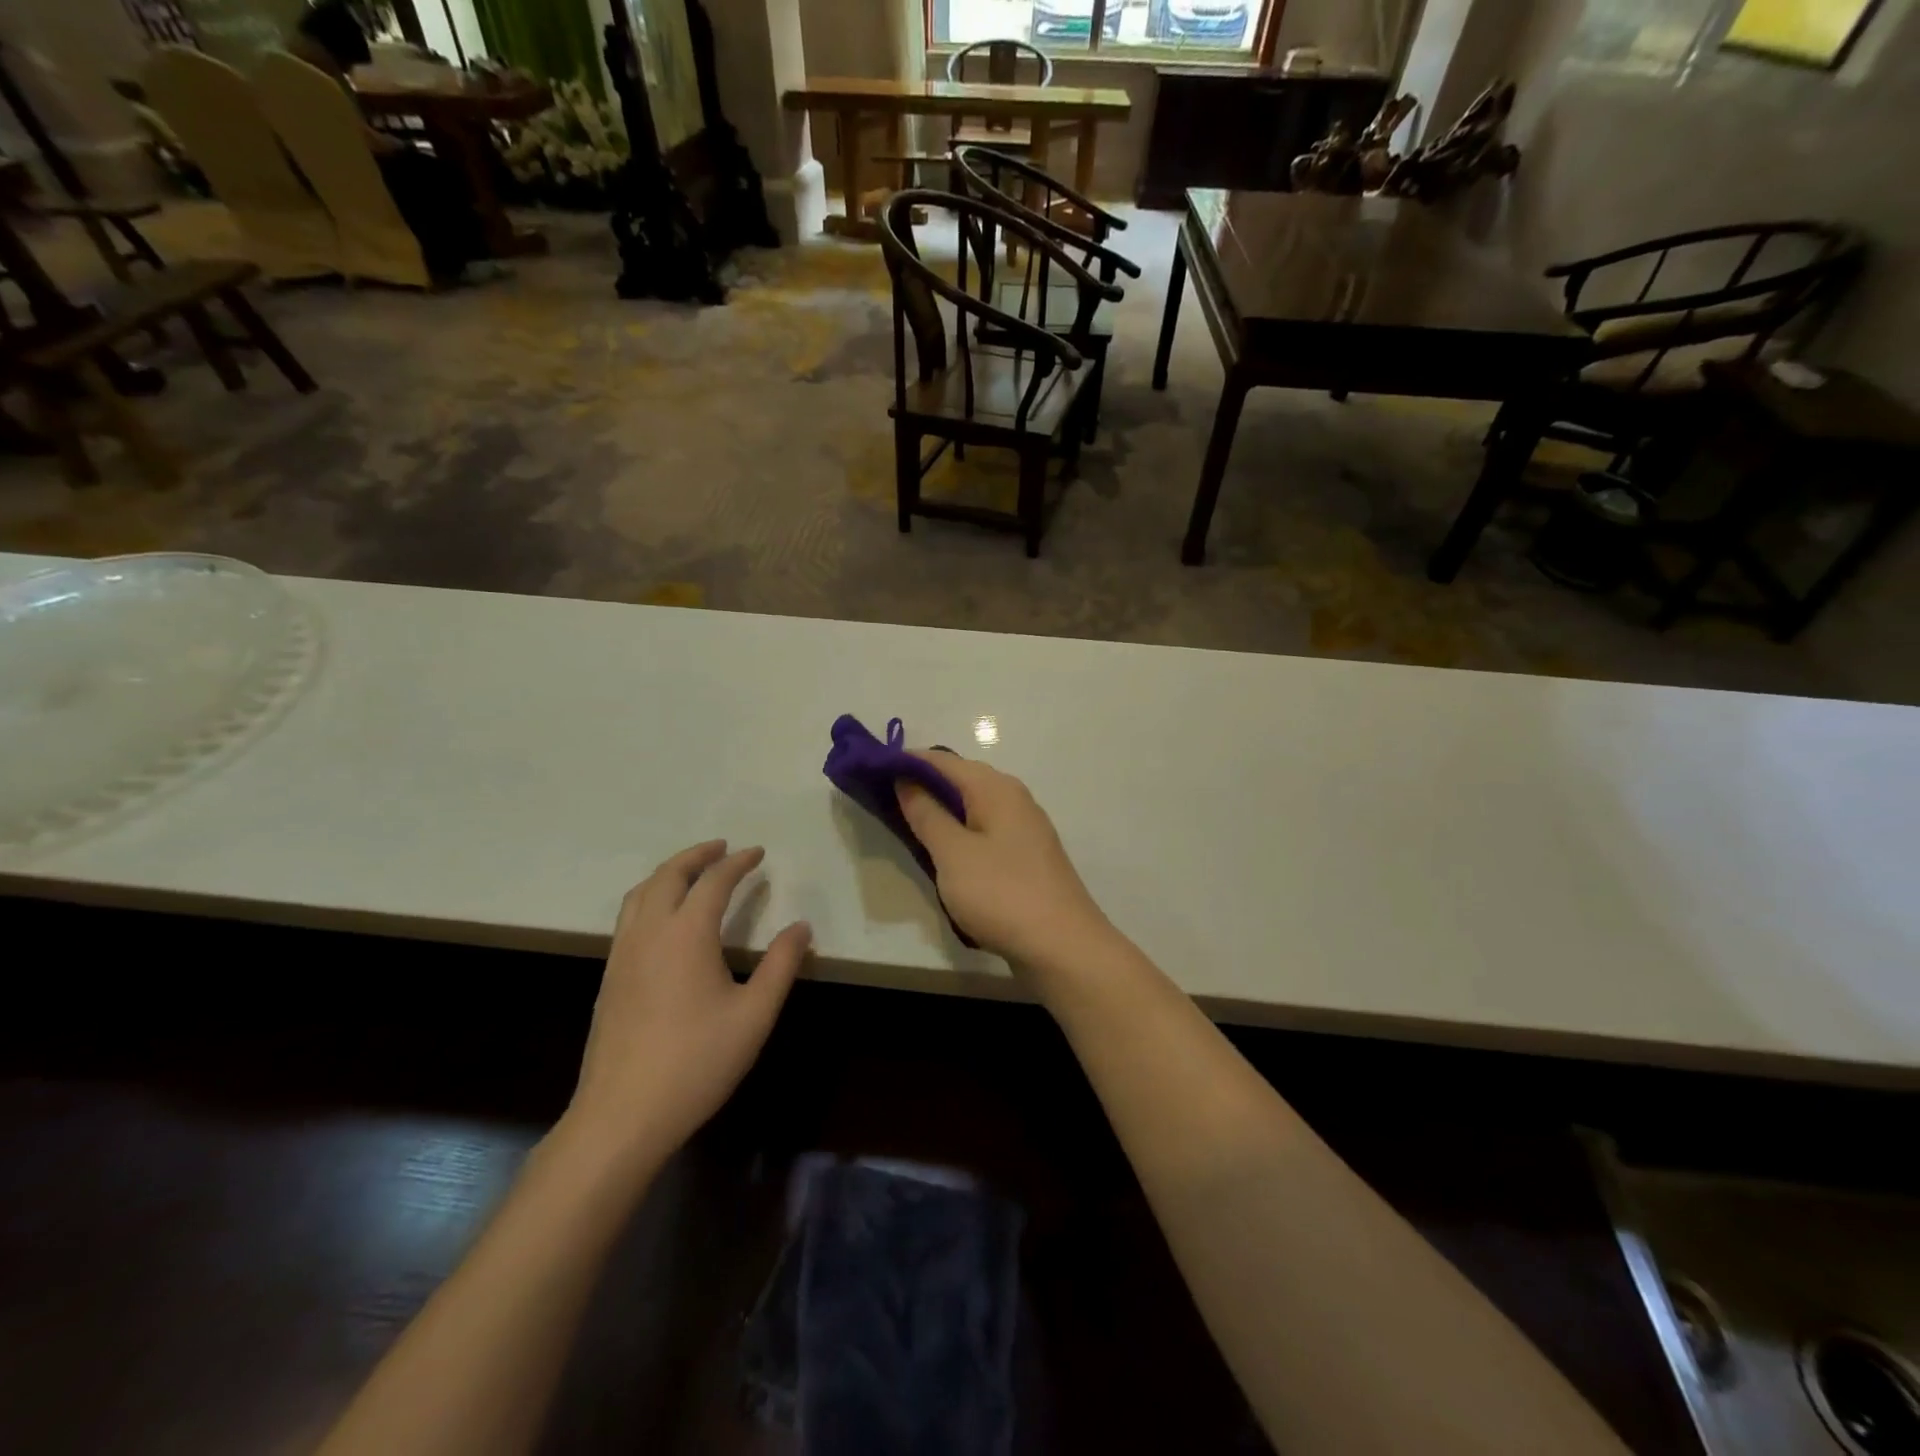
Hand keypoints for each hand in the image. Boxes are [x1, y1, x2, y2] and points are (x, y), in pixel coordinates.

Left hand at [567, 842, 810, 1158]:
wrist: (622, 1115)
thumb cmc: (697, 1062)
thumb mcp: (755, 1014)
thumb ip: (780, 965)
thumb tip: (800, 927)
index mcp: (686, 934)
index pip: (714, 881)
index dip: (738, 862)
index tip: (759, 853)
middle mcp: (649, 932)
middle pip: (669, 875)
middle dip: (697, 855)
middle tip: (723, 848)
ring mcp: (623, 954)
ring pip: (641, 893)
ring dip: (669, 872)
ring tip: (693, 871)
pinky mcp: (610, 976)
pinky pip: (628, 916)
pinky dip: (650, 896)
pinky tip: (664, 917)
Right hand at [896, 753, 1114, 975]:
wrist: (1062, 947)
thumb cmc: (1002, 894)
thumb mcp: (953, 853)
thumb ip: (926, 814)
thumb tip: (906, 780)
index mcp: (997, 789)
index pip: (943, 761)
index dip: (906, 762)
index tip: (870, 771)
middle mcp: (1014, 799)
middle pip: (960, 781)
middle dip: (922, 786)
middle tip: (882, 800)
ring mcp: (1023, 830)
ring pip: (972, 809)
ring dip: (940, 813)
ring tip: (905, 826)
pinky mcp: (1025, 858)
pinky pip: (983, 833)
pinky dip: (959, 836)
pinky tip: (942, 855)